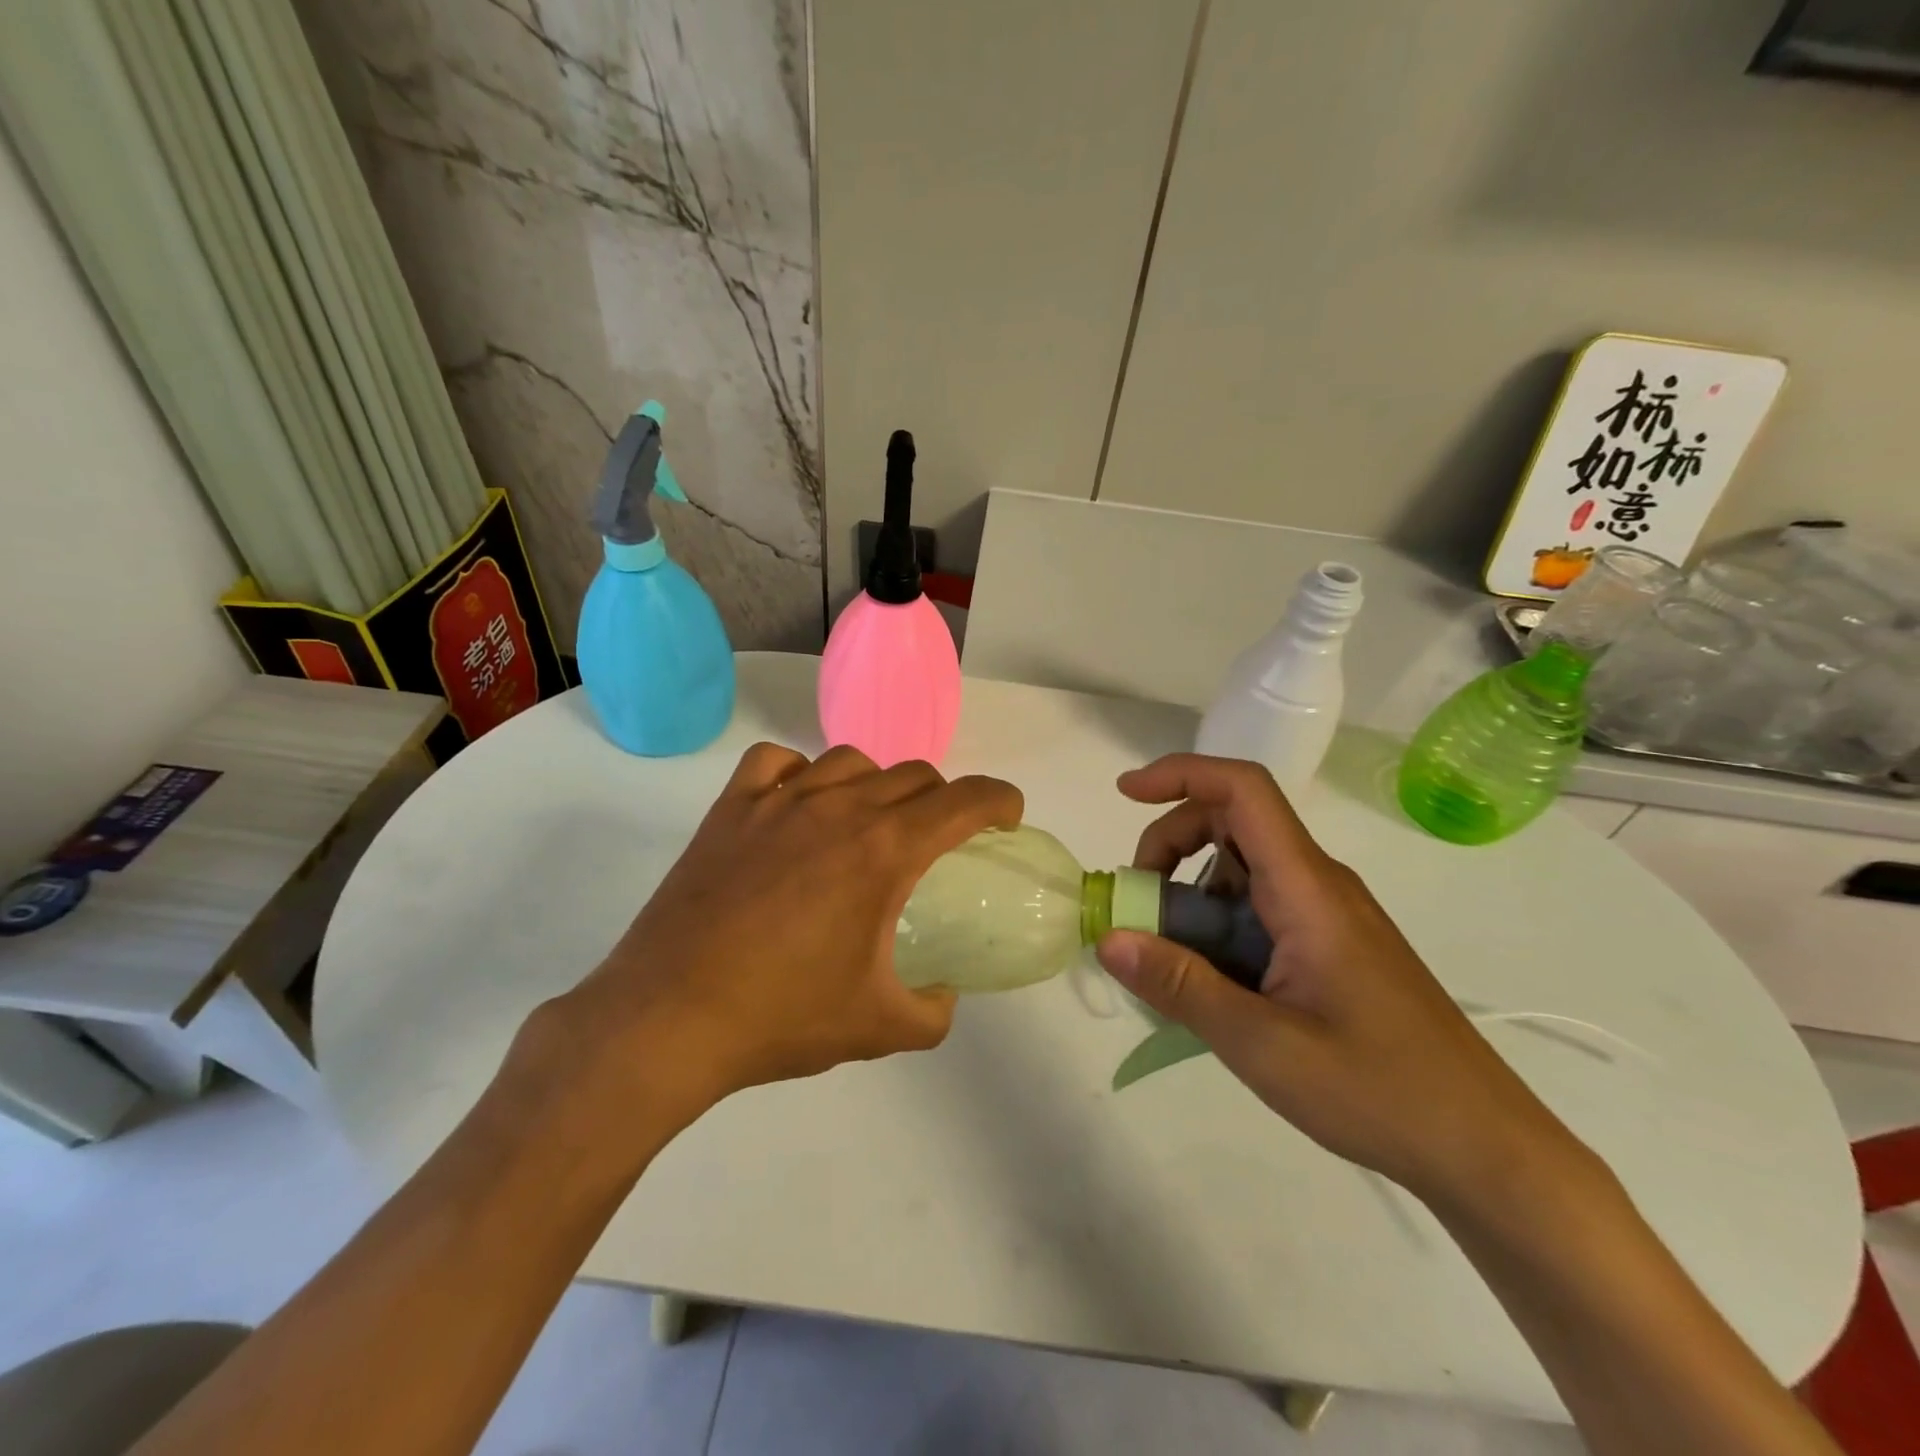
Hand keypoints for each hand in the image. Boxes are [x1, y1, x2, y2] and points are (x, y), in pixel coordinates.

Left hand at [546, 744, 1022, 1126]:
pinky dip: (799, 773)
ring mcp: (778, 802)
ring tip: (868, 823)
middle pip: (913, 775)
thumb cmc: (781, 1018)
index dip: (999, 800)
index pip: (964, 800)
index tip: (1007, 817)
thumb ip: (933, 1011)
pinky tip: (797, 806)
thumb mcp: (879, 1027)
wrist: (668, 1020)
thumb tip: (943, 995)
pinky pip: (776, 763)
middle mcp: (838, 808)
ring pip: (850, 761)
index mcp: (884, 851)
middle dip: (942, 800)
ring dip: (876, 784)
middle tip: (938, 840)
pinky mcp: (729, 810)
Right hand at [1095, 754, 1577, 1203]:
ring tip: (1165, 958)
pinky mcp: (1328, 944)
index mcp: (1308, 889)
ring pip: (1241, 868)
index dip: (1181, 775)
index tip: (1125, 795)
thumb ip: (1181, 986)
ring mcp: (1326, 915)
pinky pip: (1257, 908)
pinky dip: (1214, 925)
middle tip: (1137, 904)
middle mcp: (1318, 885)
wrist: (1484, 1148)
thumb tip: (1108, 938)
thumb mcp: (1262, 1045)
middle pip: (1232, 822)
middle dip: (1170, 843)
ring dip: (1189, 892)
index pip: (1243, 792)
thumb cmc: (1380, 1091)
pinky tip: (1206, 983)